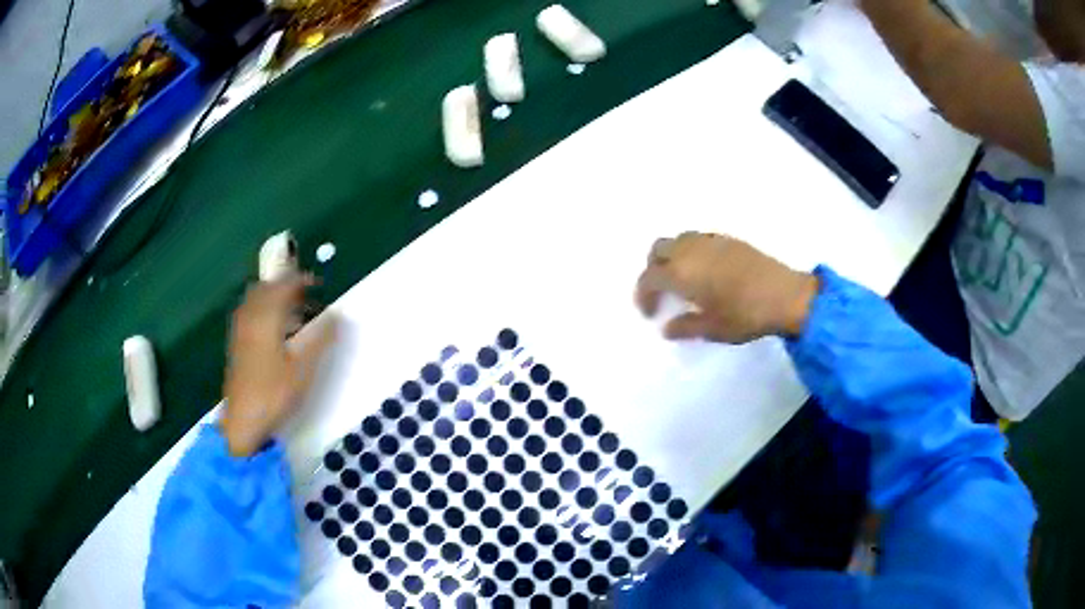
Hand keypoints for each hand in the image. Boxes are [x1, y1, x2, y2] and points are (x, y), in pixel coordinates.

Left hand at [220, 275, 336, 456]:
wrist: (243, 422)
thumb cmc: (274, 394)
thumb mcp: (304, 368)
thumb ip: (321, 338)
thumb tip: (338, 314)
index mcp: (266, 318)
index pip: (282, 286)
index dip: (300, 280)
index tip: (317, 284)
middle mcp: (250, 318)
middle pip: (264, 288)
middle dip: (284, 285)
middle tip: (305, 295)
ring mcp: (240, 332)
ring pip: (254, 300)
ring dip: (273, 296)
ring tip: (292, 310)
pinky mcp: (237, 345)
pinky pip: (249, 313)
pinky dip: (263, 310)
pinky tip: (274, 328)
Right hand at [635, 232, 817, 343]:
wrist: (785, 295)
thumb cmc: (745, 315)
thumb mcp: (712, 329)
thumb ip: (685, 327)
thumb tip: (667, 328)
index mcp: (682, 272)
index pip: (649, 278)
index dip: (643, 295)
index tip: (649, 313)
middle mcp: (691, 250)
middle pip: (658, 249)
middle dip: (653, 268)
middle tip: (661, 291)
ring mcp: (711, 240)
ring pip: (678, 239)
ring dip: (672, 256)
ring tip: (682, 279)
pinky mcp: (728, 239)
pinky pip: (699, 239)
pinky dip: (692, 251)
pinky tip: (706, 270)